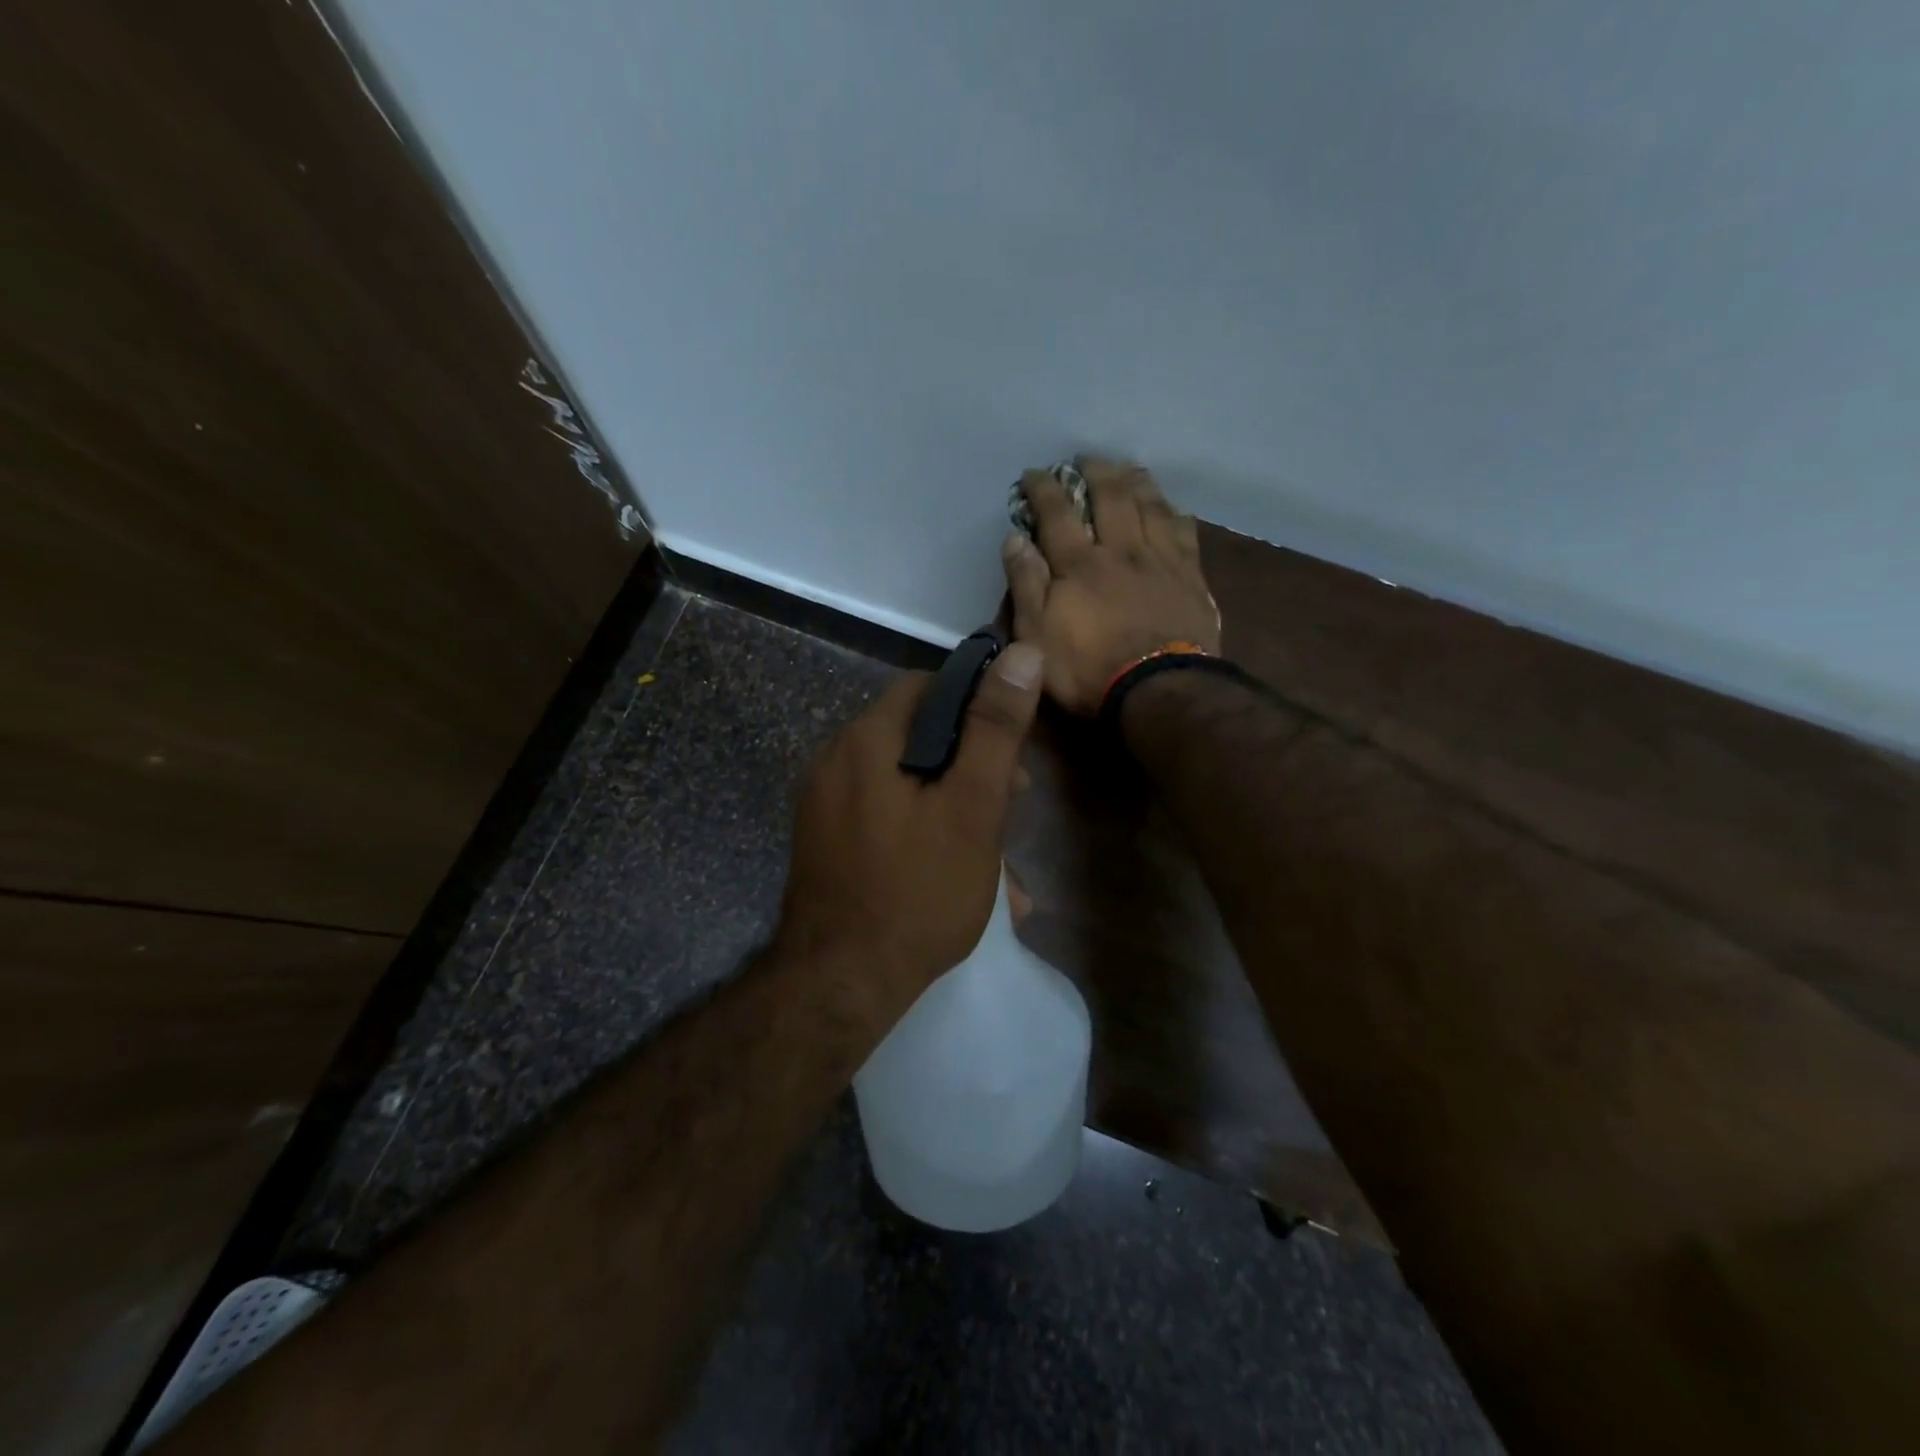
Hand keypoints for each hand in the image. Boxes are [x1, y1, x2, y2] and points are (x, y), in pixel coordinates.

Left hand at [776, 641, 1044, 1013]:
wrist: (839, 985)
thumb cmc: (917, 891)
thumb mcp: (972, 807)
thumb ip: (995, 729)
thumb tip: (1021, 653)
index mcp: (866, 741)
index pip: (927, 688)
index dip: (976, 706)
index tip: (1011, 749)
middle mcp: (835, 762)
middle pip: (917, 739)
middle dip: (971, 769)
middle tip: (1012, 806)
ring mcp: (825, 806)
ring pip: (906, 787)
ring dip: (955, 812)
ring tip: (999, 866)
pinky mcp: (825, 844)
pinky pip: (884, 821)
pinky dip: (924, 835)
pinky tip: (960, 882)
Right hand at [1002, 457, 1220, 714]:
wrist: (1159, 691)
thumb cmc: (1088, 670)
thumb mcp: (1037, 635)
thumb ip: (1026, 585)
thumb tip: (1015, 539)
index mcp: (1080, 564)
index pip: (1057, 514)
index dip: (1044, 489)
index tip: (1034, 473)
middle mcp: (1122, 551)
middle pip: (1111, 497)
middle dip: (1096, 472)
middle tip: (1086, 459)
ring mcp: (1161, 561)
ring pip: (1151, 506)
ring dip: (1137, 482)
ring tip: (1128, 469)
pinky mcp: (1191, 579)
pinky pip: (1185, 533)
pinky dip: (1174, 514)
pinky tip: (1173, 509)